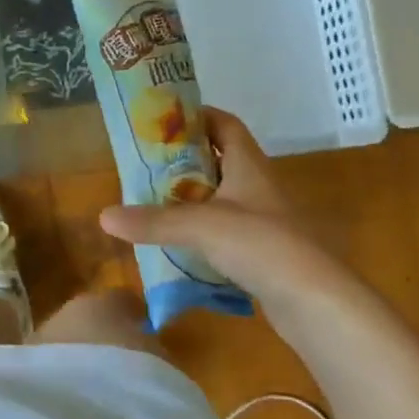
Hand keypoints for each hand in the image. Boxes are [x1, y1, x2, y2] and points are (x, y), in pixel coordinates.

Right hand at [98, 108, 367, 315]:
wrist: (316, 302)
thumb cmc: (262, 245)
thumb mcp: (201, 227)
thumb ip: (153, 221)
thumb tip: (103, 216)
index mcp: (249, 165)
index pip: (225, 124)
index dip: (199, 116)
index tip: (164, 119)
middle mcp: (258, 186)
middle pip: (220, 160)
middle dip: (184, 159)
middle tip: (146, 163)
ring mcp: (264, 221)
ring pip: (222, 198)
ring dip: (191, 197)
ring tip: (153, 200)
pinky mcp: (263, 253)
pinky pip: (226, 232)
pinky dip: (202, 231)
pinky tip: (177, 243)